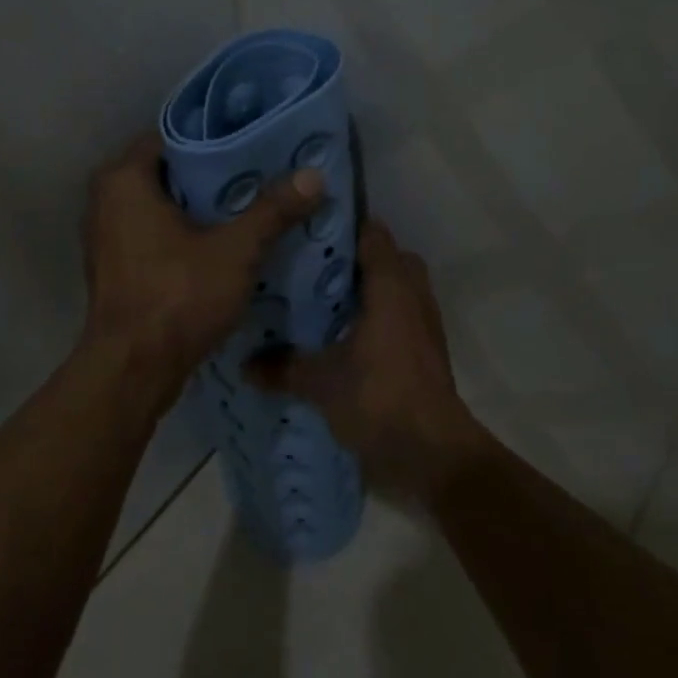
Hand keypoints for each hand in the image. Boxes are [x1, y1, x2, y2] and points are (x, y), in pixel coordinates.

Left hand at [80, 131, 325, 398]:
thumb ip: (273, 210)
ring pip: (162, 204)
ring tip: (251, 202)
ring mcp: (107, 234)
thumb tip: (314, 174)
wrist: (133, 369)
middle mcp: (106, 199)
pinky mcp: (116, 264)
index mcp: (124, 179)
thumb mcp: (235, 250)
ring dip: (201, 205)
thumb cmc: (177, 296)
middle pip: (169, 170)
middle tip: (262, 170)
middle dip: (214, 172)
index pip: (174, 135)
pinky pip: (154, 231)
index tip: (256, 141)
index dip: (216, 136)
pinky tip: (224, 240)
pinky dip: (185, 231)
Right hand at [245, 220, 493, 502]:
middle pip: (389, 260)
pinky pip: (401, 317)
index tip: (308, 226)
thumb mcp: (321, 382)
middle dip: (356, 259)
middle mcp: (413, 297)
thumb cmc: (378, 398)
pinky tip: (344, 336)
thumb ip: (283, 368)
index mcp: (390, 287)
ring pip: (397, 290)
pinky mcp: (426, 352)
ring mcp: (424, 325)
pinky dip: (378, 318)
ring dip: (370, 290)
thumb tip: (245, 365)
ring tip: (324, 299)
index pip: (373, 236)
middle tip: (312, 266)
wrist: (431, 452)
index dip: (343, 226)